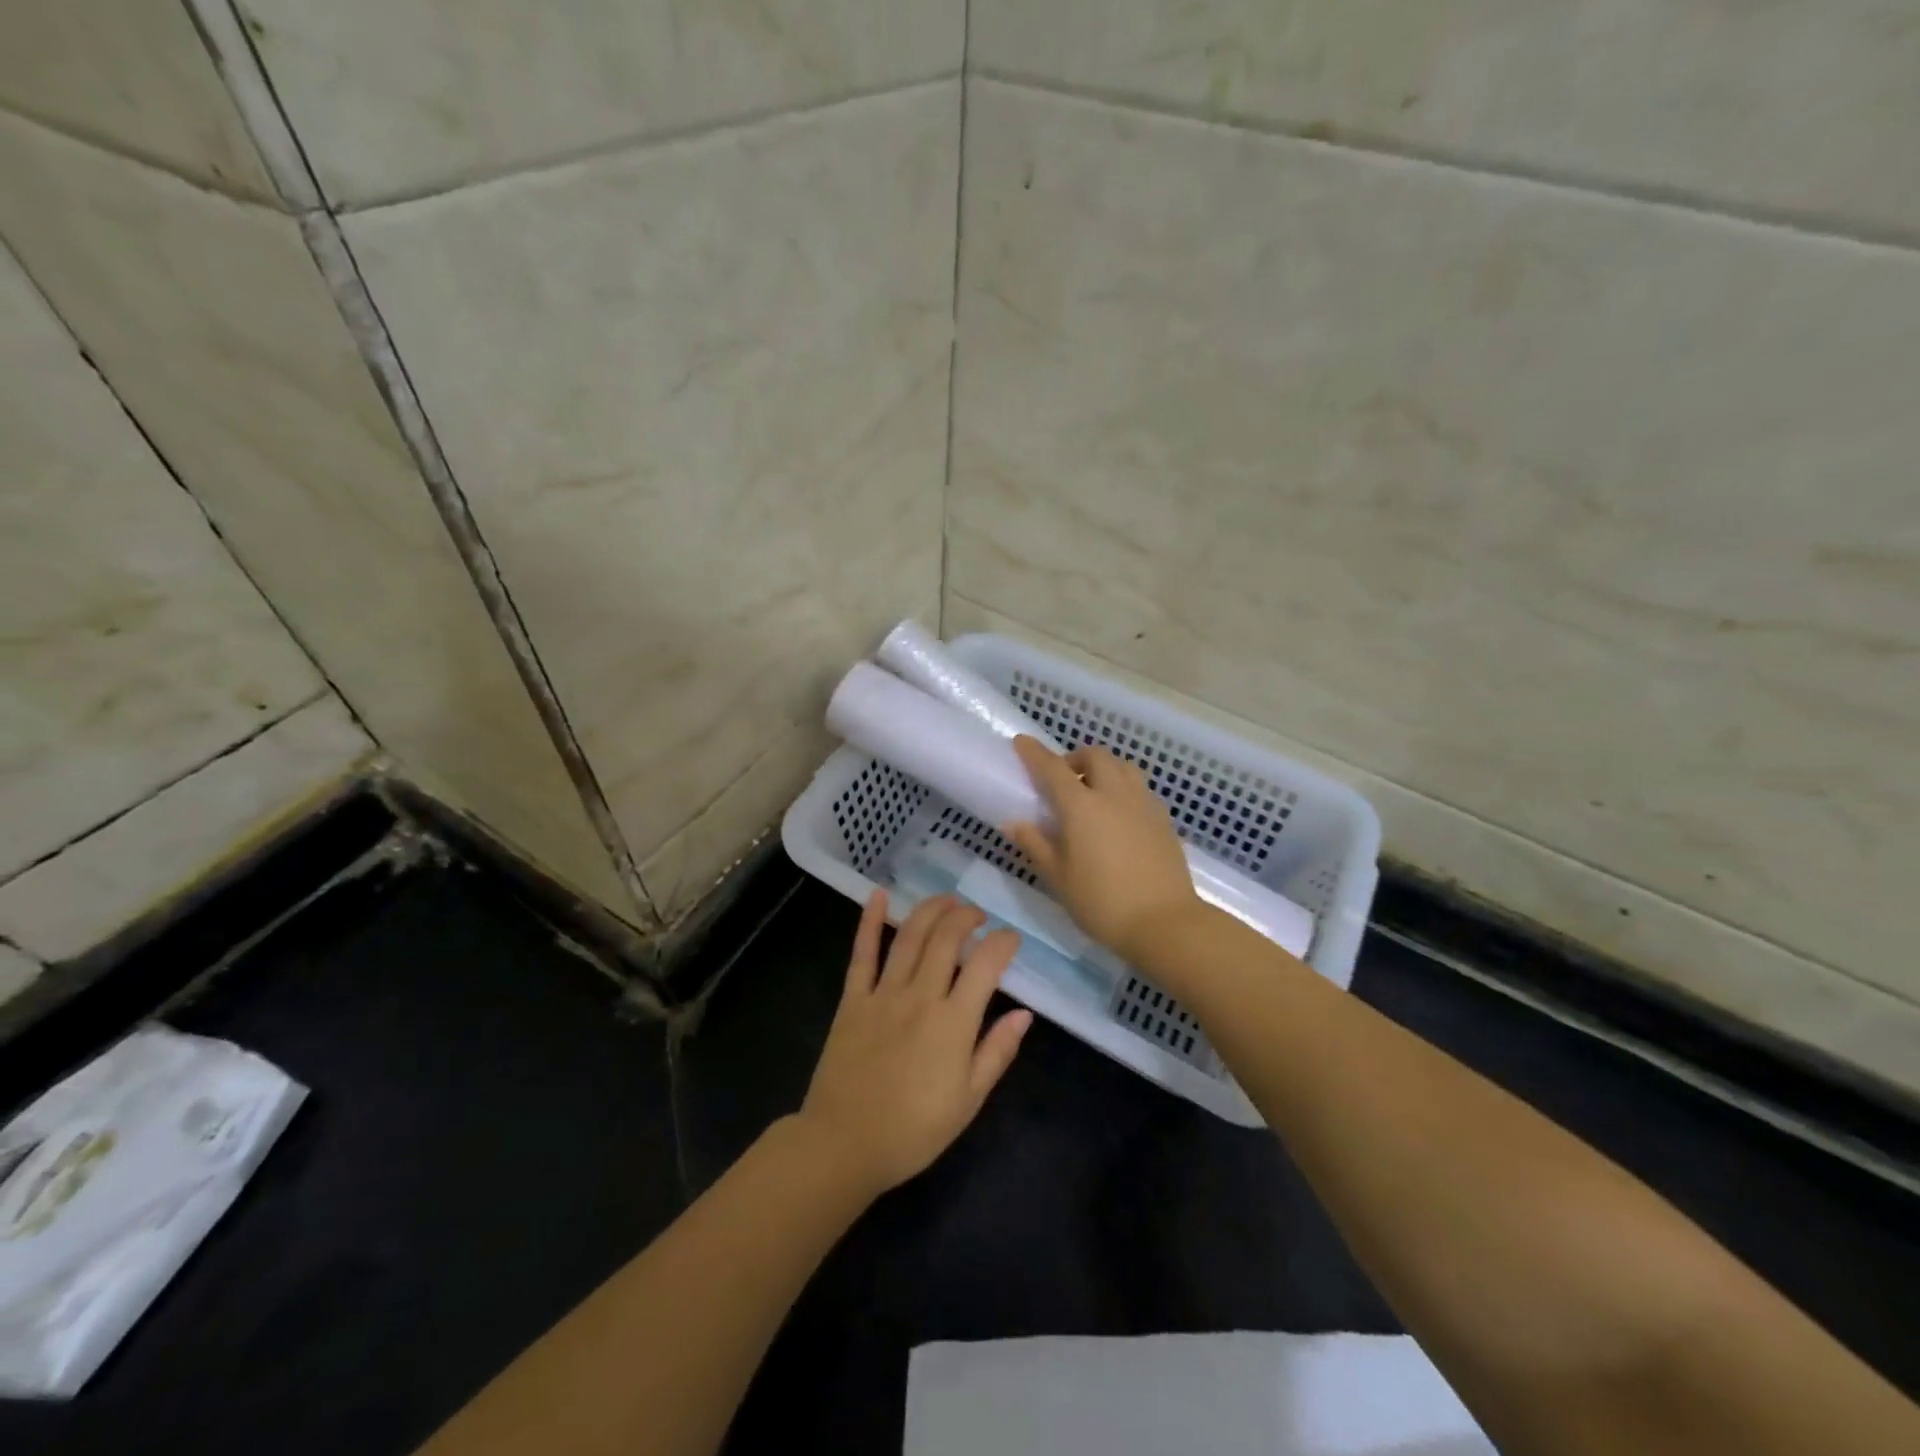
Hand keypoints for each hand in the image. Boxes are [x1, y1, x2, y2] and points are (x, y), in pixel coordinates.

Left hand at [797, 891, 1032, 1200]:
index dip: (1003, 943)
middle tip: (977, 915)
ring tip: (947, 900)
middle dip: (967, 917)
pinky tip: (878, 896)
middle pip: (947, 939)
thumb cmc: (913, 1131)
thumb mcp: (968, 1101)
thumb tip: (1024, 1014)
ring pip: (910, 937)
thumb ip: (996, 1053)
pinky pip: (862, 954)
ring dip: (931, 910)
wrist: (844, 1144)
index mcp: (953, 1022)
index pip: (985, 965)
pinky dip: (870, 922)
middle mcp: (920, 996)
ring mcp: (883, 994)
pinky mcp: (853, 999)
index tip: (1011, 938)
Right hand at [1006, 737, 1201, 963]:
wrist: (1164, 923)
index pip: (1053, 768)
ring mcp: (1143, 803)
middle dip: (1074, 758)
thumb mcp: (1059, 878)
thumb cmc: (1102, 903)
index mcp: (1082, 806)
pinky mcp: (1163, 818)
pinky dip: (1123, 787)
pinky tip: (1118, 814)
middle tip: (1062, 778)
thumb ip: (1035, 845)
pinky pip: (1139, 788)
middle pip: (1095, 756)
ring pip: (1123, 766)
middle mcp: (1114, 794)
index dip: (1034, 753)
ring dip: (1103, 768)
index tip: (1022, 742)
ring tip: (1093, 791)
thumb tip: (1015, 823)